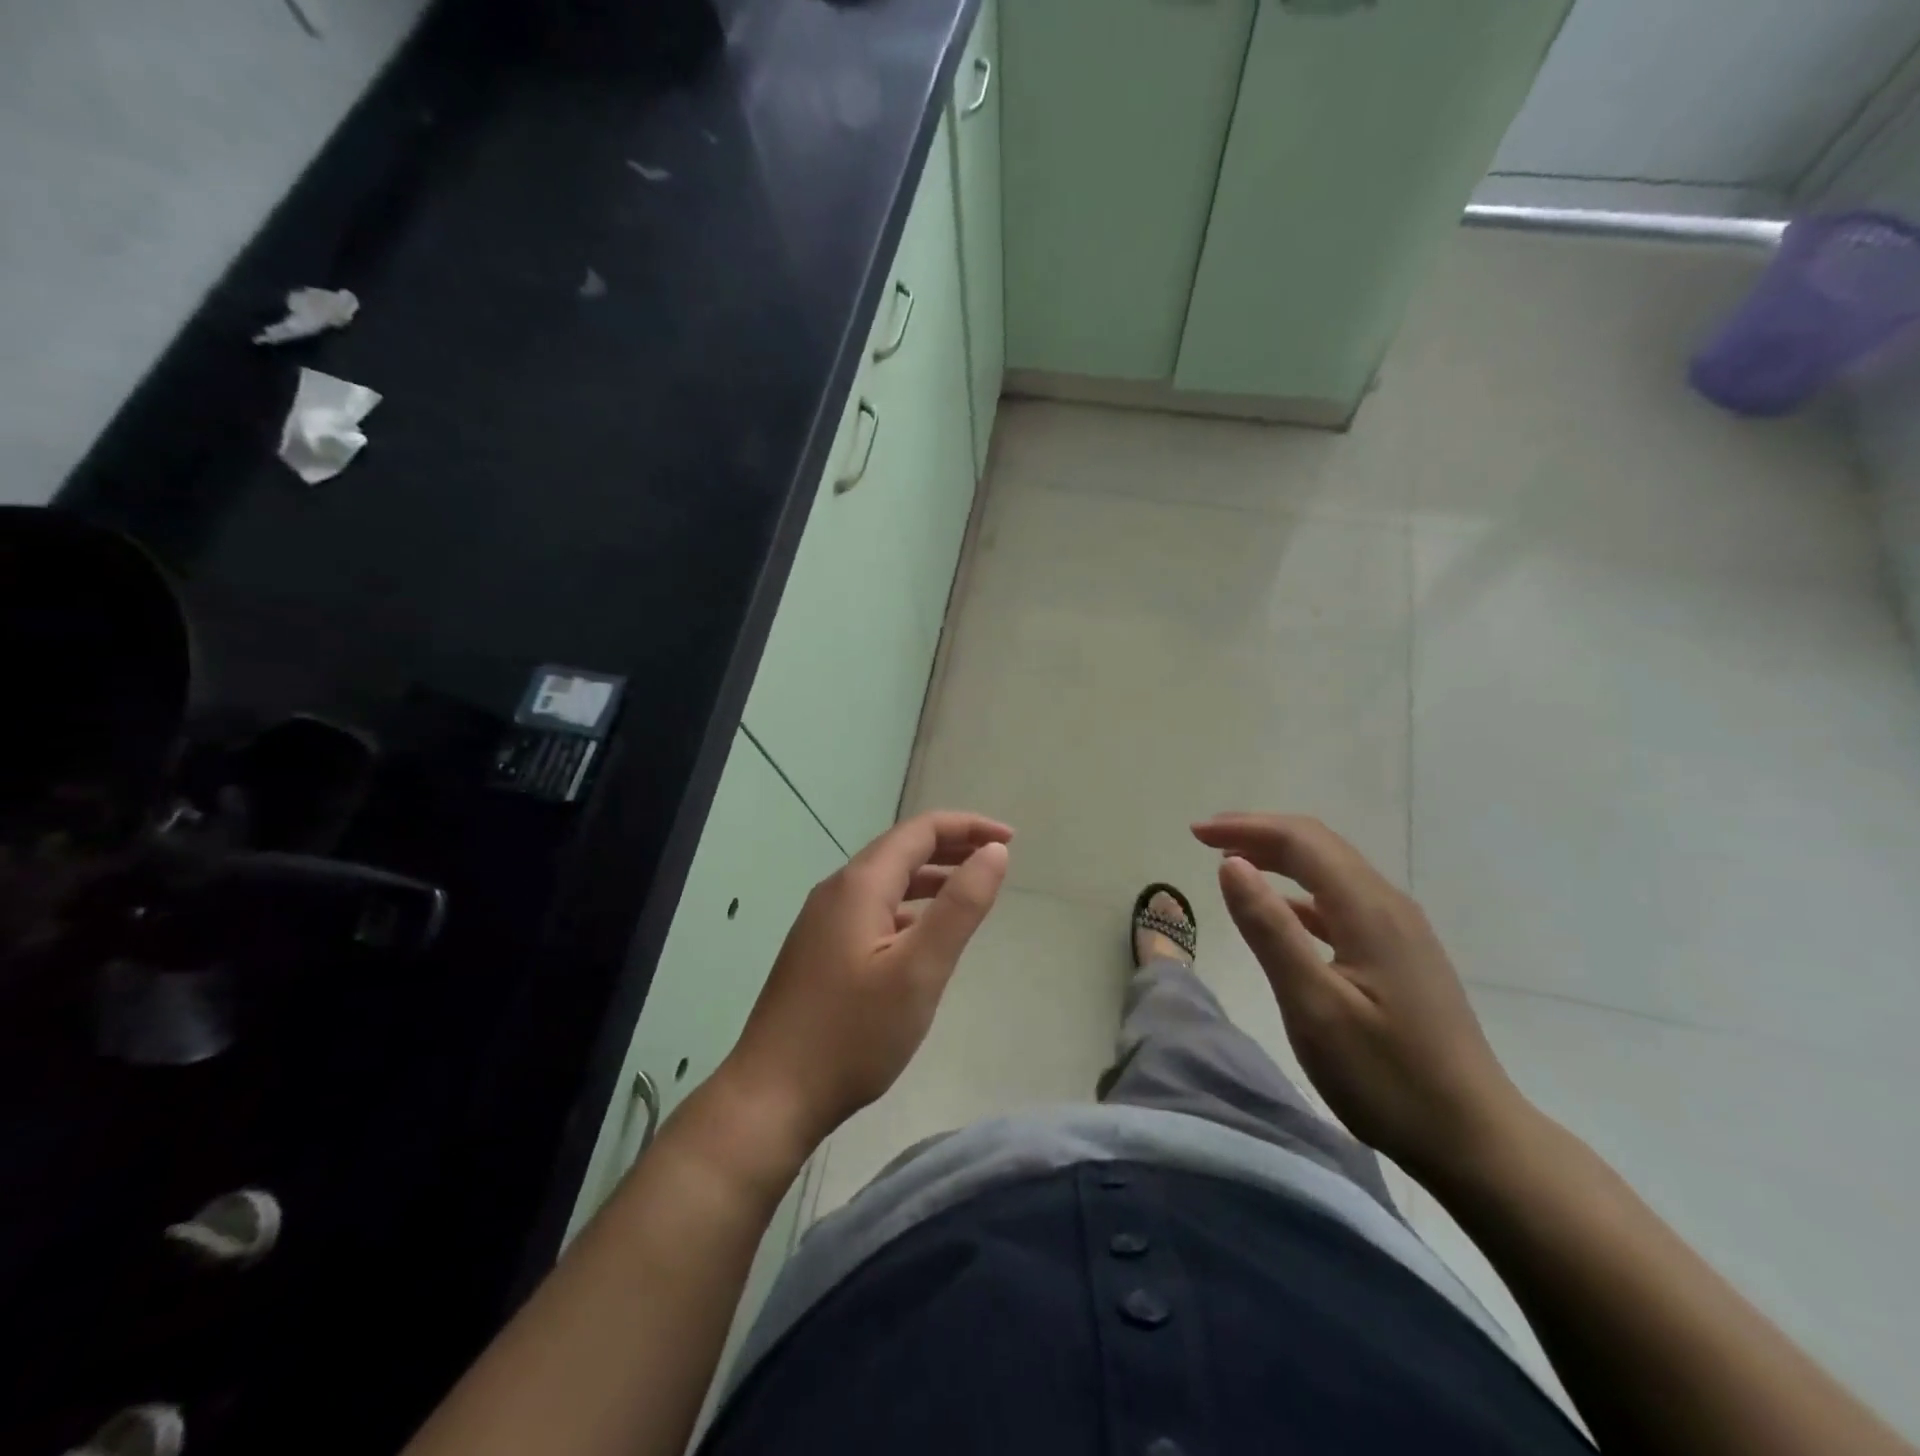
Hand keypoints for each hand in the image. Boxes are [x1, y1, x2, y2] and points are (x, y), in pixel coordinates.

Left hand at [719, 811, 1011, 1149]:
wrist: (771, 1095)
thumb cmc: (852, 1034)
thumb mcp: (919, 970)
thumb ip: (960, 906)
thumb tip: (993, 851)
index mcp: (859, 885)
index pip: (919, 832)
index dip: (967, 827)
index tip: (1010, 840)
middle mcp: (836, 891)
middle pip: (900, 850)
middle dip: (950, 846)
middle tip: (996, 858)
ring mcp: (822, 921)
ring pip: (885, 881)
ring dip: (929, 876)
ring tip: (969, 888)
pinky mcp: (818, 950)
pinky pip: (871, 909)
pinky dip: (907, 906)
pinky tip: (922, 932)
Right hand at [1192, 813, 1526, 1181]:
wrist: (1477, 1141)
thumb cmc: (1387, 1076)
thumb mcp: (1314, 1006)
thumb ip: (1269, 929)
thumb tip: (1229, 864)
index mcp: (1368, 910)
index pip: (1301, 840)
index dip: (1245, 827)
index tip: (1195, 833)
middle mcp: (1389, 906)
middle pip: (1319, 845)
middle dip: (1259, 833)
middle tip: (1206, 839)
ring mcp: (1400, 931)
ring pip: (1332, 871)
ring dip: (1279, 858)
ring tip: (1233, 864)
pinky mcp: (1402, 956)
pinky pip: (1343, 902)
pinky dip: (1300, 892)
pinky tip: (1282, 912)